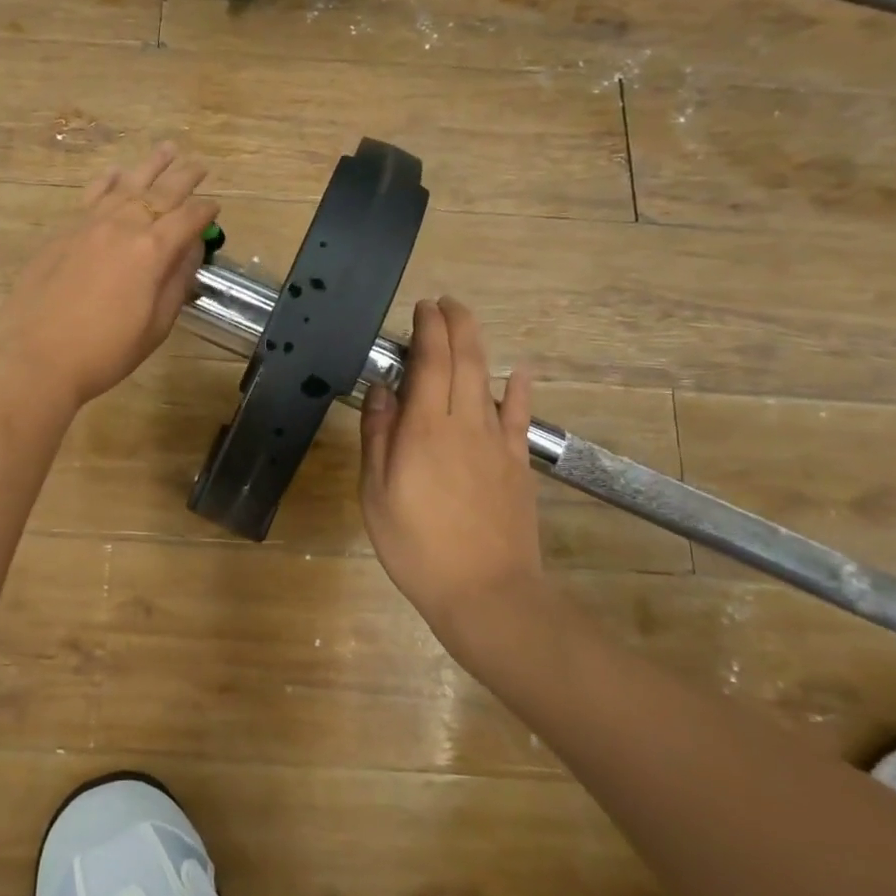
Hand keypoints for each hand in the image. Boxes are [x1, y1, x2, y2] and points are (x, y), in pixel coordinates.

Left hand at [0, 145, 218, 411]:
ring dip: (150, 166)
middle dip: (184, 177)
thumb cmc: (105, 351)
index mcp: (152, 251)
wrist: (36, 356)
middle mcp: (122, 226)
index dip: (205, 211)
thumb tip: (190, 249)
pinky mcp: (64, 232)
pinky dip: (108, 181)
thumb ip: (176, 282)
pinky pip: (93, 195)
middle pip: (160, 193)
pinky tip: (116, 173)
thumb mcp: (155, 325)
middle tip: (199, 165)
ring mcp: (89, 225)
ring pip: (126, 184)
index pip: (187, 219)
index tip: (215, 206)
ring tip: (167, 149)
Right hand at [359, 296, 545, 653]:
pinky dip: (519, 390)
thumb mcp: (376, 494)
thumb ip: (378, 436)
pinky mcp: (517, 465)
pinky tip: (520, 372)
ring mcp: (497, 443)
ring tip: (465, 323)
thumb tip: (384, 390)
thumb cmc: (416, 546)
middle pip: (464, 359)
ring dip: (477, 345)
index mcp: (425, 429)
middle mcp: (464, 424)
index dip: (428, 329)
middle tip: (443, 303)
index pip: (431, 362)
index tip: (422, 308)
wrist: (486, 592)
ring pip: (488, 380)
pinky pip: (519, 417)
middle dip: (455, 323)